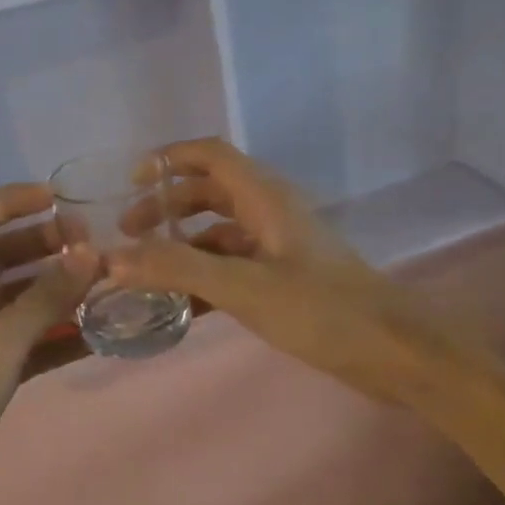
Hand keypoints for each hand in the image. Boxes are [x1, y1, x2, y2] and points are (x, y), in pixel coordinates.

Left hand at [0, 183, 94, 504]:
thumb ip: (45, 298)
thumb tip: (90, 252)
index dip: (9, 200)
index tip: (57, 199)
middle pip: (2, 255)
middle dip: (45, 243)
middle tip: (93, 244)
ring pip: (21, 298)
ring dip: (58, 288)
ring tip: (104, 283)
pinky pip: (31, 340)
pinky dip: (59, 333)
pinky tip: (97, 335)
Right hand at [109, 139, 423, 401]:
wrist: (392, 350)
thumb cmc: (319, 309)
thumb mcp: (242, 287)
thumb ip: (176, 268)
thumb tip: (111, 259)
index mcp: (264, 196)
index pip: (210, 154)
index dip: (169, 159)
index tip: (131, 183)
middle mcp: (271, 210)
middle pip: (210, 190)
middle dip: (167, 206)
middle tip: (129, 233)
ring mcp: (280, 243)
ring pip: (221, 228)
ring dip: (184, 240)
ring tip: (148, 268)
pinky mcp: (287, 274)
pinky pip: (235, 260)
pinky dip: (206, 270)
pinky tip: (185, 299)